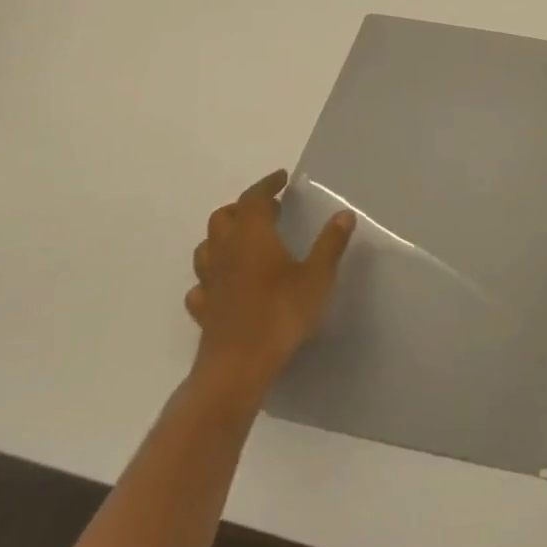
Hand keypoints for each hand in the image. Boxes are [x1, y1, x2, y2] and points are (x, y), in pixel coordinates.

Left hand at [186, 171, 354, 401]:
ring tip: (245, 241)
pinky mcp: (204, 310)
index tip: (281, 178)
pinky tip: (227, 283)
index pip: (253, 199)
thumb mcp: (317, 276)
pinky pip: (202, 284)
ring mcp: (210, 283)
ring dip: (223, 237)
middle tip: (267, 209)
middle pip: (222, 218)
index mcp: (252, 236)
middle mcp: (226, 253)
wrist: (237, 368)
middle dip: (242, 207)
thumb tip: (344, 214)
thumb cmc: (280, 313)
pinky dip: (213, 276)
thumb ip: (330, 244)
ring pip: (206, 248)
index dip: (266, 185)